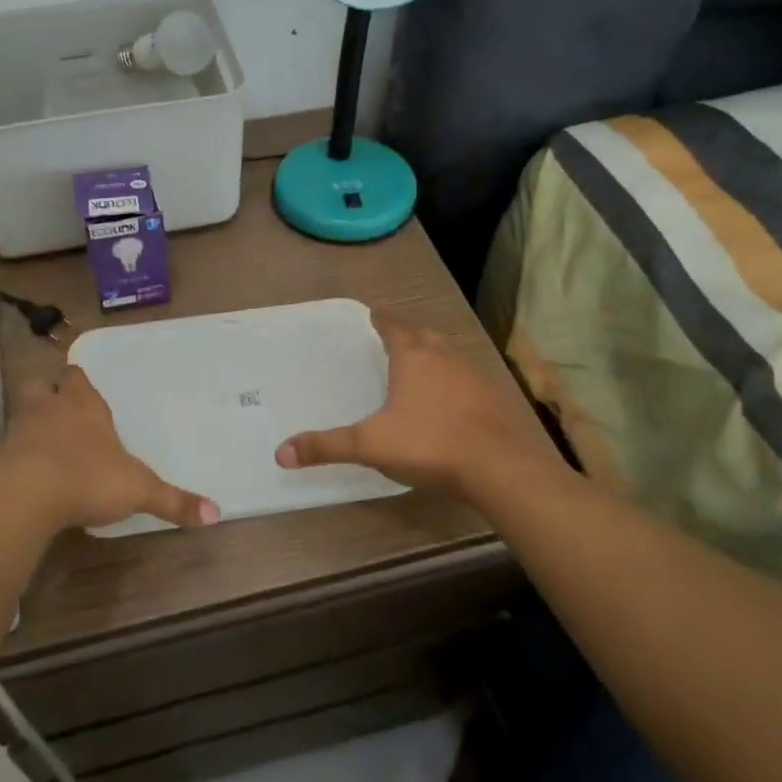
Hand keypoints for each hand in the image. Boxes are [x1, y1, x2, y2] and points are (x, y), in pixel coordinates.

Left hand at [0, 366, 219, 533]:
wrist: (28, 496)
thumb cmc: (89, 478)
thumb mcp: (140, 490)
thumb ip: (174, 501)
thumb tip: (216, 514)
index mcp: (84, 405)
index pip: (76, 376)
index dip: (79, 382)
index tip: (84, 390)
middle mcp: (50, 409)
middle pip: (41, 385)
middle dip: (50, 394)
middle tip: (61, 410)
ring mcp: (21, 431)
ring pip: (23, 412)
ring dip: (32, 422)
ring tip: (46, 442)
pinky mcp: (1, 458)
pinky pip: (10, 447)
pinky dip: (19, 455)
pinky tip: (32, 473)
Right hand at [275, 312, 560, 497]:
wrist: (500, 467)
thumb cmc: (430, 444)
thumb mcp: (371, 445)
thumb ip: (327, 446)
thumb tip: (281, 452)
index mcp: (413, 356)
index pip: (393, 326)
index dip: (381, 320)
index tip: (373, 314)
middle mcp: (444, 356)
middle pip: (423, 335)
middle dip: (407, 334)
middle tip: (392, 339)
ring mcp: (473, 375)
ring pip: (447, 355)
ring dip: (432, 356)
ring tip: (418, 366)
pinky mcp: (492, 398)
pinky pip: (466, 379)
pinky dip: (452, 381)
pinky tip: (448, 401)